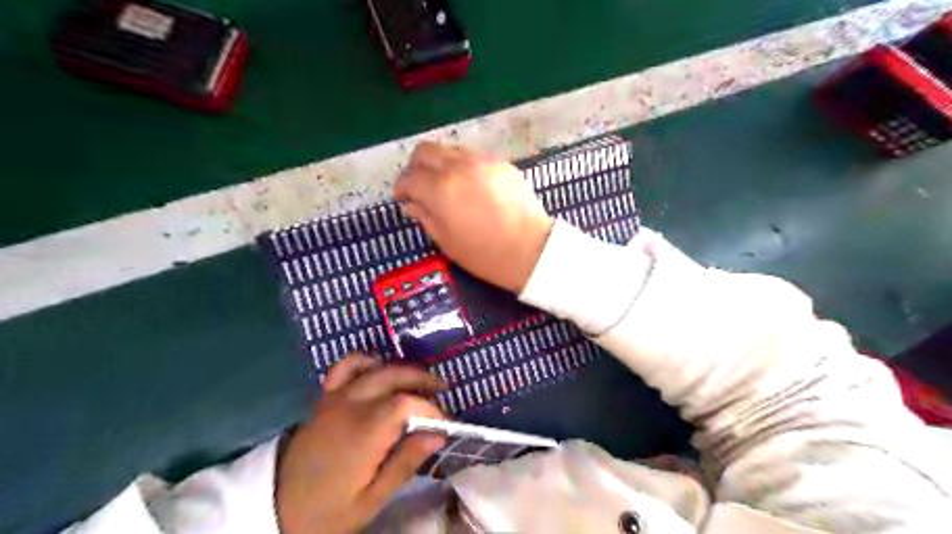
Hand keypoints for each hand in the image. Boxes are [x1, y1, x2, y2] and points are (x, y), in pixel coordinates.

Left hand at [275, 354, 445, 533]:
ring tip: (416, 381)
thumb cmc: (328, 511)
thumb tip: (438, 435)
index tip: (443, 424)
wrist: (275, 508)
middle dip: (422, 379)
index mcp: (364, 432)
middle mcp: (350, 405)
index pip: (406, 403)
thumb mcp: (371, 500)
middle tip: (442, 390)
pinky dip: (365, 362)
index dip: (430, 408)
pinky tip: (377, 370)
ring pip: (374, 367)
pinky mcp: (324, 398)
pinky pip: (345, 366)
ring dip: (399, 369)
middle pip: (393, 375)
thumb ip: (405, 463)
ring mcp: (334, 397)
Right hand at [396, 139, 559, 292]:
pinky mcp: (501, 164)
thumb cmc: (485, 254)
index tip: (403, 198)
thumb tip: (412, 203)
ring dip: (439, 163)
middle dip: (416, 167)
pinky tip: (469, 186)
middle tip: (419, 186)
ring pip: (449, 149)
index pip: (409, 177)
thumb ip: (425, 217)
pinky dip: (462, 166)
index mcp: (440, 188)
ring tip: (444, 185)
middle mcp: (458, 166)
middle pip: (425, 151)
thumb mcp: (446, 241)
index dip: (401, 188)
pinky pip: (473, 156)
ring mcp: (482, 161)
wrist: (531, 250)